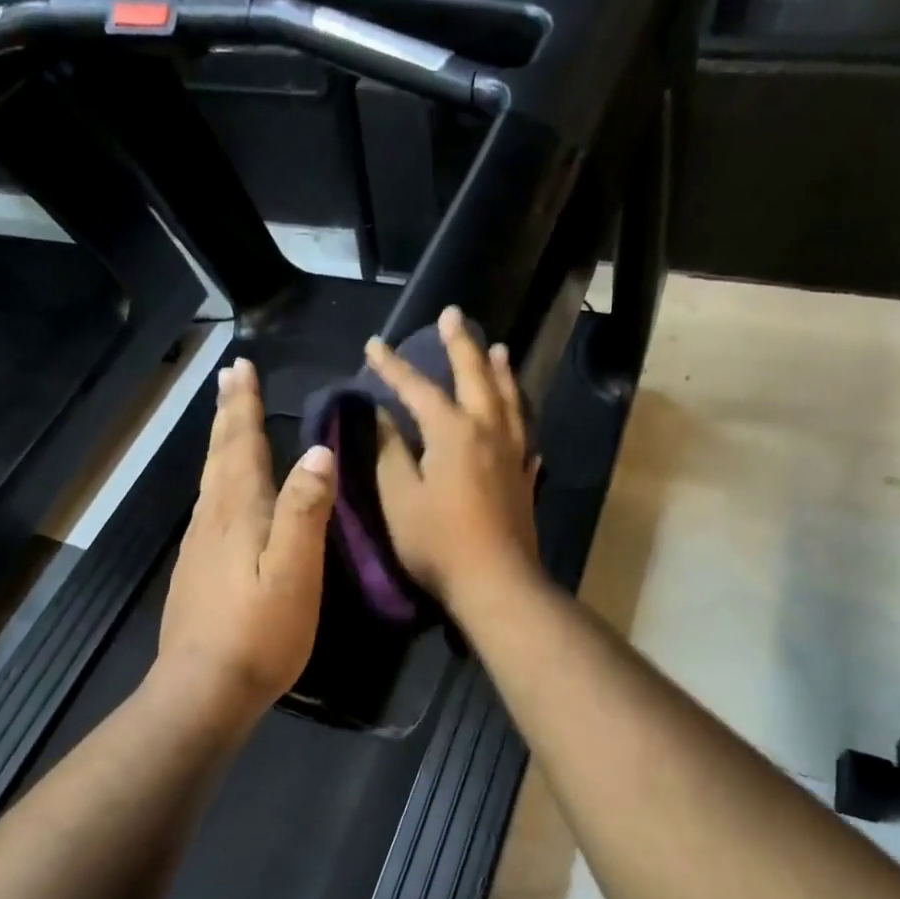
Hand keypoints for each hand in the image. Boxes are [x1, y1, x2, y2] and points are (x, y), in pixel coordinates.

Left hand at [152, 357, 335, 729]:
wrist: (203, 690)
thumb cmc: (258, 632)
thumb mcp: (295, 571)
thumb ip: (305, 511)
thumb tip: (317, 451)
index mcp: (239, 512)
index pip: (240, 445)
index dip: (243, 406)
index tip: (240, 367)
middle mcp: (213, 519)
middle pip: (220, 455)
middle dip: (227, 414)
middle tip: (229, 378)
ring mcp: (199, 546)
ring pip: (211, 479)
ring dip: (220, 443)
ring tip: (227, 420)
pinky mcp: (196, 570)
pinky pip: (210, 506)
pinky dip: (218, 479)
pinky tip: (223, 492)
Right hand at [366, 306, 541, 611]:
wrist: (496, 583)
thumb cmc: (438, 542)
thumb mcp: (399, 497)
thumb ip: (389, 451)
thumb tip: (380, 415)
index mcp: (453, 431)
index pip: (417, 388)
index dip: (393, 366)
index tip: (374, 344)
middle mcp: (488, 431)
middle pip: (476, 377)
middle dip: (461, 345)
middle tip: (454, 315)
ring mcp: (513, 454)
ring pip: (509, 400)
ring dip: (500, 372)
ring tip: (498, 349)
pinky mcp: (524, 478)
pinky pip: (525, 436)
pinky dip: (520, 419)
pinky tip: (520, 421)